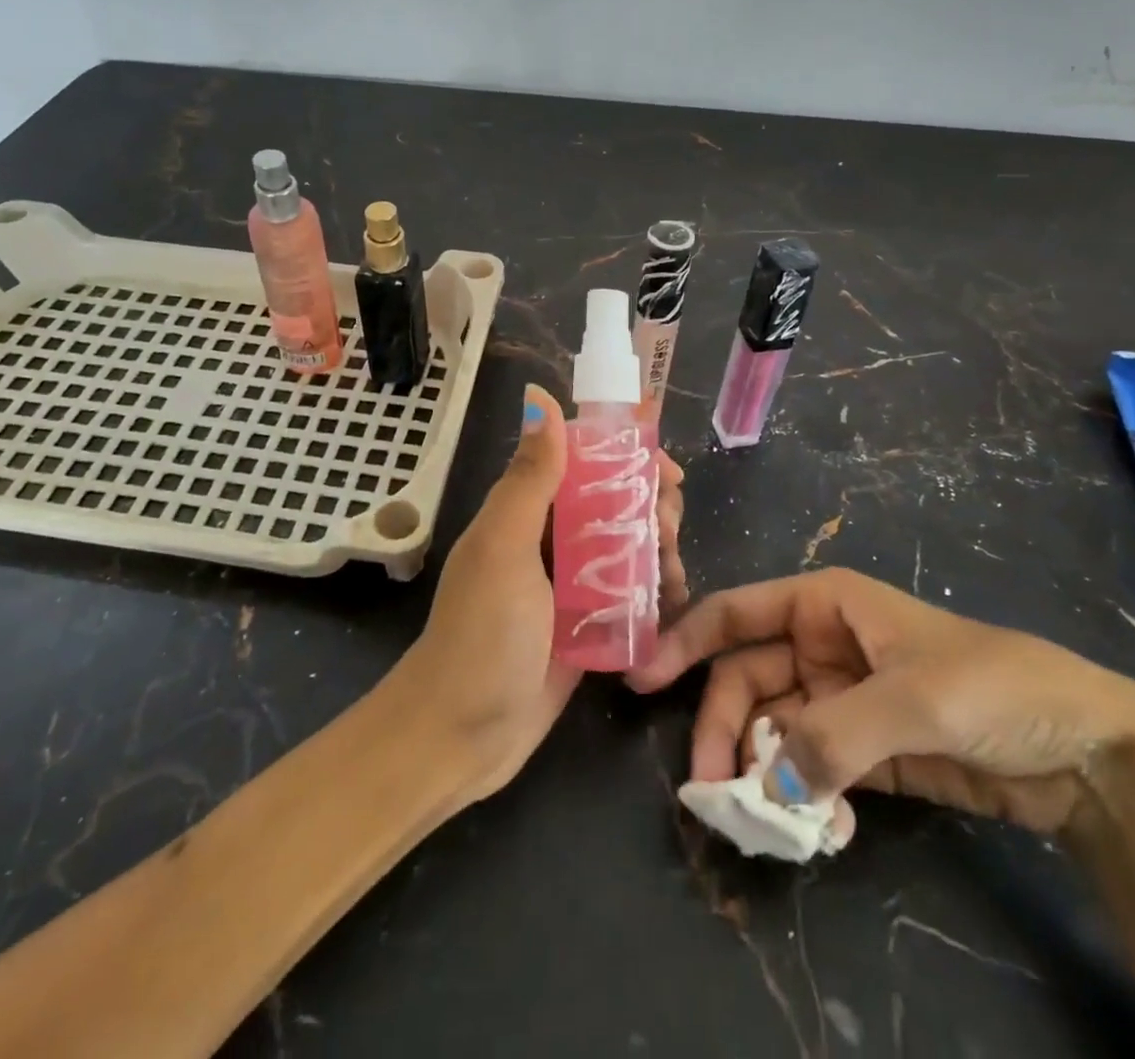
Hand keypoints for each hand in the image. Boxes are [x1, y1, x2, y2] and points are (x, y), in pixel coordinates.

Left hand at [398, 386, 686, 802]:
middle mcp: (547, 539)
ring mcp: (568, 585)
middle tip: (670, 530)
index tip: (666, 470)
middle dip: (650, 506)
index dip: (626, 454)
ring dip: (659, 550)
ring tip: (675, 575)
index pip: (581, 460)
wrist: (459, 734)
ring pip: (626, 547)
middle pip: (612, 502)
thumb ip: (529, 479)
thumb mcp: (503, 548)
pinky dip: (654, 593)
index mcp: (524, 510)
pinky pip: (628, 595)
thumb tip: (544, 400)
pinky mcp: (585, 626)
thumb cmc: (481, 634)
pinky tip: (673, 604)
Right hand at [628, 567, 1134, 834]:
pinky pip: (808, 769)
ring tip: (771, 820)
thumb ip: (833, 735)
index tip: (643, 679)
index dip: (685, 639)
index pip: (736, 613)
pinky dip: (804, 798)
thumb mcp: (914, 700)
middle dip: (724, 728)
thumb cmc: (995, 687)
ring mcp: (839, 700)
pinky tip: (823, 828)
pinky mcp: (862, 751)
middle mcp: (820, 646)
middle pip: (746, 680)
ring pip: (772, 730)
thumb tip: (765, 784)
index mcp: (824, 605)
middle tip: (713, 788)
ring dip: (764, 773)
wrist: (1089, 751)